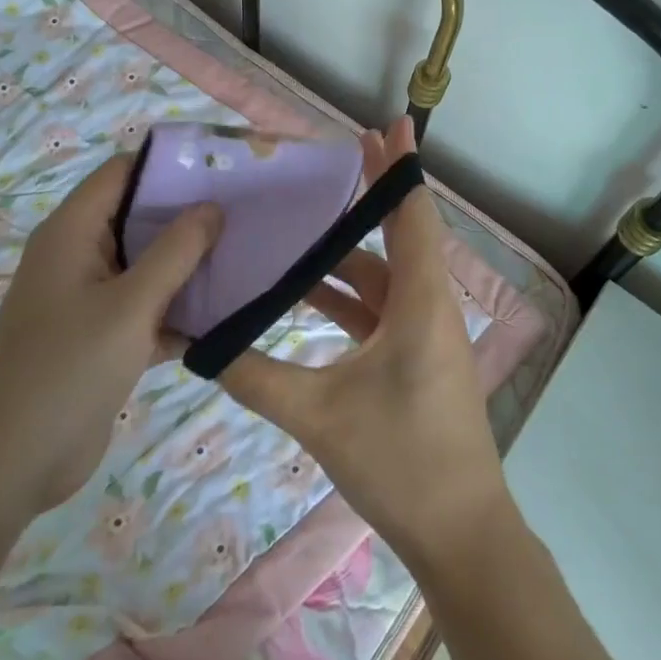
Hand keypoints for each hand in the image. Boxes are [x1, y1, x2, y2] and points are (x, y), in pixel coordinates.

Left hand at [0, 155, 220, 508]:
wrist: (16, 465)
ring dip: (187, 263)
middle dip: (187, 215)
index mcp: (72, 233)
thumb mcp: (131, 305)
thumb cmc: (70, 370)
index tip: (219, 168)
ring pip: (146, 263)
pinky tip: (224, 312)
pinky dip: (177, 306)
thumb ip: (176, 251)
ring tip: (244, 254)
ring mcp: (88, 297)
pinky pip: (145, 304)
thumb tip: (212, 207)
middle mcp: (77, 255)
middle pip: (137, 216)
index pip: (121, 172)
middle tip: (243, 212)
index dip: (167, 165)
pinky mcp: (100, 334)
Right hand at [218, 118, 508, 570]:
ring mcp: (425, 333)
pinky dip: (347, 295)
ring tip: (300, 222)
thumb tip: (200, 342)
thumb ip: (255, 375)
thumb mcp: (318, 415)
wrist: (460, 535)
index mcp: (419, 300)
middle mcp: (428, 305)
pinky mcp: (416, 358)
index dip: (399, 166)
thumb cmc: (400, 462)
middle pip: (398, 234)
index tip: (387, 124)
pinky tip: (306, 293)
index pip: (411, 214)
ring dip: (347, 252)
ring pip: (384, 274)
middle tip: (328, 161)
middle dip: (366, 196)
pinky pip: (380, 308)